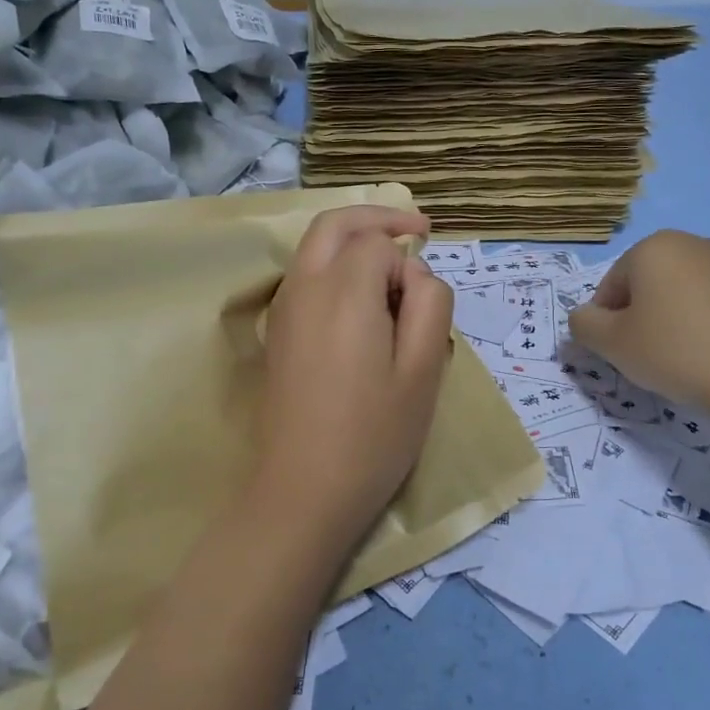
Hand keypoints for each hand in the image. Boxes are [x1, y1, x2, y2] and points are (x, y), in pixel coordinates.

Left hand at [252, 205, 453, 542]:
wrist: (303, 491)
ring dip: (355, 239)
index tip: (422, 306)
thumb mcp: (424, 370)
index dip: (408, 265)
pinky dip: (336, 263)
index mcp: (343, 292)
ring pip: (316, 245)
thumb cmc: (373, 436)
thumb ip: (430, 305)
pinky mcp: (278, 331)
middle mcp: (305, 287)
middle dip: (378, 218)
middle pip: (336, 223)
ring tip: (394, 264)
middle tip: (417, 229)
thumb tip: (413, 274)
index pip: (379, 244)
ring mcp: (284, 308)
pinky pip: (306, 274)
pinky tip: (362, 298)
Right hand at [567, 231, 709, 410]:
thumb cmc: (672, 350)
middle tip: (641, 354)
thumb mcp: (611, 342)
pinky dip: (696, 324)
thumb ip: (584, 324)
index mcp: (653, 246)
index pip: (611, 283)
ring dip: (666, 319)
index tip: (615, 350)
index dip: (605, 320)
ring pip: (676, 293)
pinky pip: (707, 304)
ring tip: (673, 357)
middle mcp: (691, 244)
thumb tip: (582, 317)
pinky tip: (702, 355)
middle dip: (636, 316)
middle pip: (644, 283)